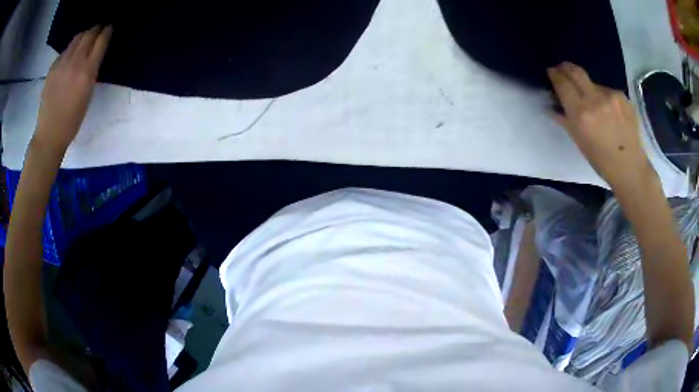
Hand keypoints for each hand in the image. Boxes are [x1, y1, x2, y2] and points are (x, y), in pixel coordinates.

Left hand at [33, 25, 111, 153]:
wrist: (49, 134)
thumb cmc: (72, 121)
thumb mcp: (88, 95)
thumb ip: (91, 72)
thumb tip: (93, 56)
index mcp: (87, 71)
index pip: (101, 41)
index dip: (107, 31)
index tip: (110, 28)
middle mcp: (75, 62)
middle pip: (89, 34)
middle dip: (96, 29)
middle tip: (99, 29)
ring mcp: (62, 64)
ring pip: (76, 39)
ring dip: (83, 35)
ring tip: (86, 38)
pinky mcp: (52, 68)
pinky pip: (65, 51)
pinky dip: (71, 48)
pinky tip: (70, 55)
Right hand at [547, 62, 655, 192]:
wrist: (630, 168)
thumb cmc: (601, 161)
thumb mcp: (579, 142)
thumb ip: (564, 120)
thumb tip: (551, 105)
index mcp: (581, 114)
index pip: (562, 83)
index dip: (554, 75)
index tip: (551, 72)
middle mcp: (595, 99)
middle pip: (575, 71)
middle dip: (566, 67)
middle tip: (563, 69)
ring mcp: (611, 96)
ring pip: (593, 83)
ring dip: (589, 88)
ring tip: (595, 105)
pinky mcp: (623, 96)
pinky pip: (608, 91)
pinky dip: (605, 97)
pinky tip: (610, 112)